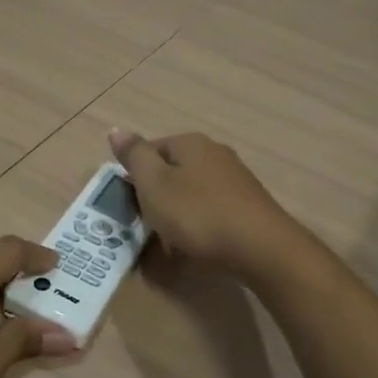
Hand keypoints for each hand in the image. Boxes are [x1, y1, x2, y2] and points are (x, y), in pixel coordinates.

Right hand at [108, 129, 305, 279]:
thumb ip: (134, 156)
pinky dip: (200, 224)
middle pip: (172, 170)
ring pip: (192, 191)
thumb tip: (116, 129)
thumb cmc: (198, 213)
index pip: (149, 150)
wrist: (261, 248)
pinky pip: (212, 209)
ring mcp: (235, 178)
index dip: (134, 176)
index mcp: (189, 142)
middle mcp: (214, 152)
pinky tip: (198, 245)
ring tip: (170, 240)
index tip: (129, 205)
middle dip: (157, 196)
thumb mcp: (154, 184)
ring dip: (177, 212)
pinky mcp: (248, 204)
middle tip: (147, 224)